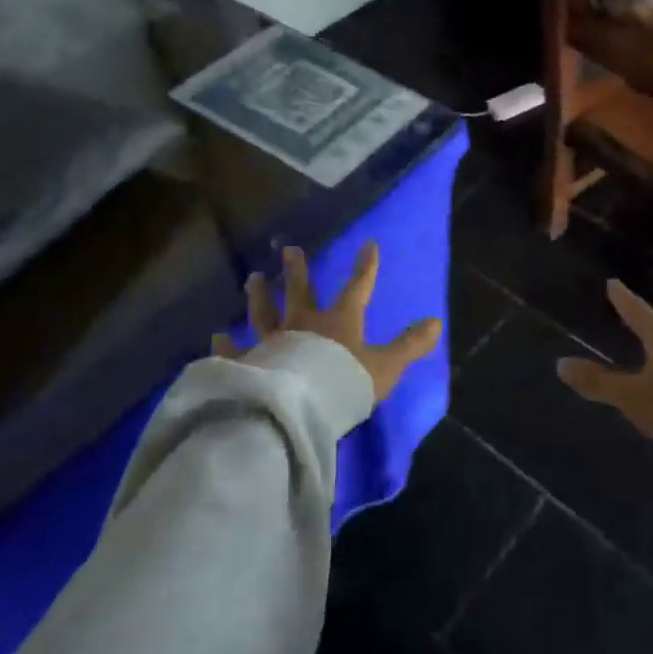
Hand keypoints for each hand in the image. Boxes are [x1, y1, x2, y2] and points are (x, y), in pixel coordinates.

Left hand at [213, 242, 441, 403]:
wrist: (299, 409)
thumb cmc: (345, 383)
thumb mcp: (386, 366)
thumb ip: (410, 344)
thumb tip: (437, 322)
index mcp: (339, 322)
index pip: (357, 287)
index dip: (365, 267)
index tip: (368, 244)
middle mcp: (303, 324)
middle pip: (300, 292)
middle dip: (298, 271)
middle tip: (289, 250)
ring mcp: (272, 343)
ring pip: (264, 313)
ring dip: (259, 295)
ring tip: (253, 278)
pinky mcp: (248, 364)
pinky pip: (234, 352)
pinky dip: (224, 344)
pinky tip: (215, 336)